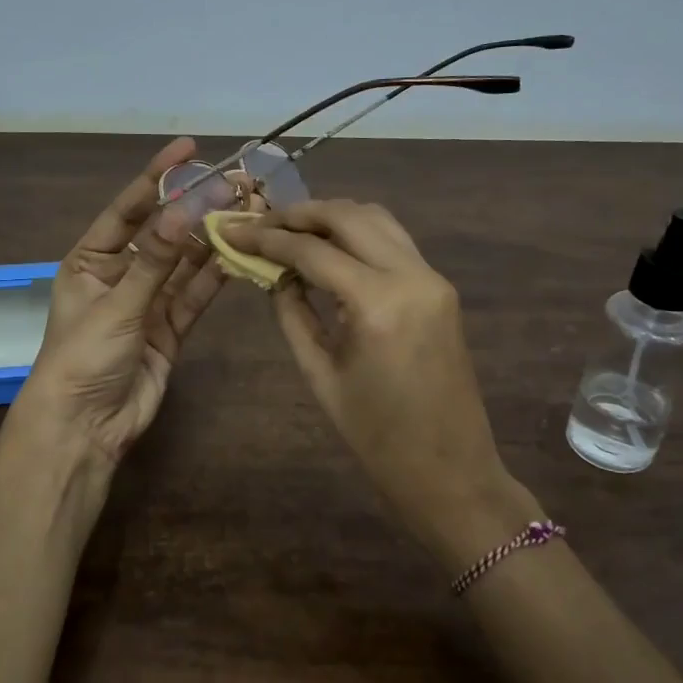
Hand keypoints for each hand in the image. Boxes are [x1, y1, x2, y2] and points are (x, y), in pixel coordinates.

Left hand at [11, 137, 225, 469]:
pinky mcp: (170, 329)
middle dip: (195, 209)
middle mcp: (120, 275)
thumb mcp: (116, 305)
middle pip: (163, 234)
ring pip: (184, 264)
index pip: (128, 210)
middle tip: (234, 182)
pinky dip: (214, 279)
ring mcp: (147, 302)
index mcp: (91, 261)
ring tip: (246, 212)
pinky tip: (238, 256)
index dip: (157, 177)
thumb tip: (184, 210)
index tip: (188, 149)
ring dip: (211, 241)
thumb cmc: (83, 358)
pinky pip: (194, 297)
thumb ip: (155, 261)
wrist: (85, 427)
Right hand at [225, 199, 538, 571]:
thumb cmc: (376, 436)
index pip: (312, 250)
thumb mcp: (320, 374)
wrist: (450, 469)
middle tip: (260, 222)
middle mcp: (411, 276)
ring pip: (376, 219)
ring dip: (332, 216)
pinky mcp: (440, 287)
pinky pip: (394, 241)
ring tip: (291, 229)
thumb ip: (292, 314)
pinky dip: (358, 233)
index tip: (233, 230)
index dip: (267, 237)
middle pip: (348, 217)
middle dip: (299, 213)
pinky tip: (330, 248)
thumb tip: (273, 273)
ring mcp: (432, 278)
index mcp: (378, 304)